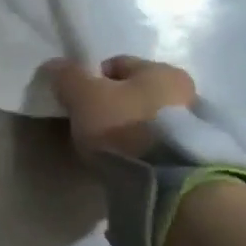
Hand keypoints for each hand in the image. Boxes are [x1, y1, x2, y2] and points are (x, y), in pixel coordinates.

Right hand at [44, 55, 195, 158]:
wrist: (162, 180)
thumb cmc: (123, 126)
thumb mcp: (85, 96)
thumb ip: (67, 76)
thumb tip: (53, 65)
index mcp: (162, 69)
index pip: (117, 64)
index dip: (91, 79)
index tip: (76, 101)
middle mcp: (184, 91)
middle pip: (132, 92)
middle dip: (111, 104)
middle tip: (89, 125)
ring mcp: (191, 125)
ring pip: (143, 118)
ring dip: (126, 127)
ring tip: (106, 147)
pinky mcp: (188, 155)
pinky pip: (153, 142)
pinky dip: (138, 147)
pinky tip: (123, 159)